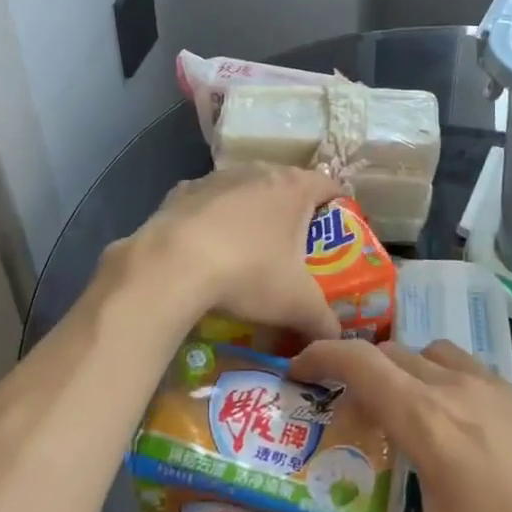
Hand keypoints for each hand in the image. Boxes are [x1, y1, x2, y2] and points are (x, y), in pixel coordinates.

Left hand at [104, 164, 341, 343]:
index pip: (330, 186)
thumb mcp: (297, 305)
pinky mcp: (183, 190)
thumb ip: (325, 323)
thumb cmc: (248, 273)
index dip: (339, 208)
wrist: (172, 264)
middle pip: (287, 187)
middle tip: (296, 250)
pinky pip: (208, 203)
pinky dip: (213, 220)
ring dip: (252, 214)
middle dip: (294, 214)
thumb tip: (337, 340)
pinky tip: (207, 249)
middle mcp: (259, 171)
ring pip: (246, 191)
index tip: (338, 235)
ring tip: (249, 252)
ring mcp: (218, 176)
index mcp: (294, 187)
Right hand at [286, 337, 511, 511]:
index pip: (360, 361)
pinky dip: (446, 382)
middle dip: (359, 367)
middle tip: (342, 409)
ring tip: (401, 416)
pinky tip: (464, 437)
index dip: (321, 355)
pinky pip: (474, 373)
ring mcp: (505, 390)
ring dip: (406, 369)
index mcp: (429, 419)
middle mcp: (462, 388)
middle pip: (395, 352)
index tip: (296, 370)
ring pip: (437, 355)